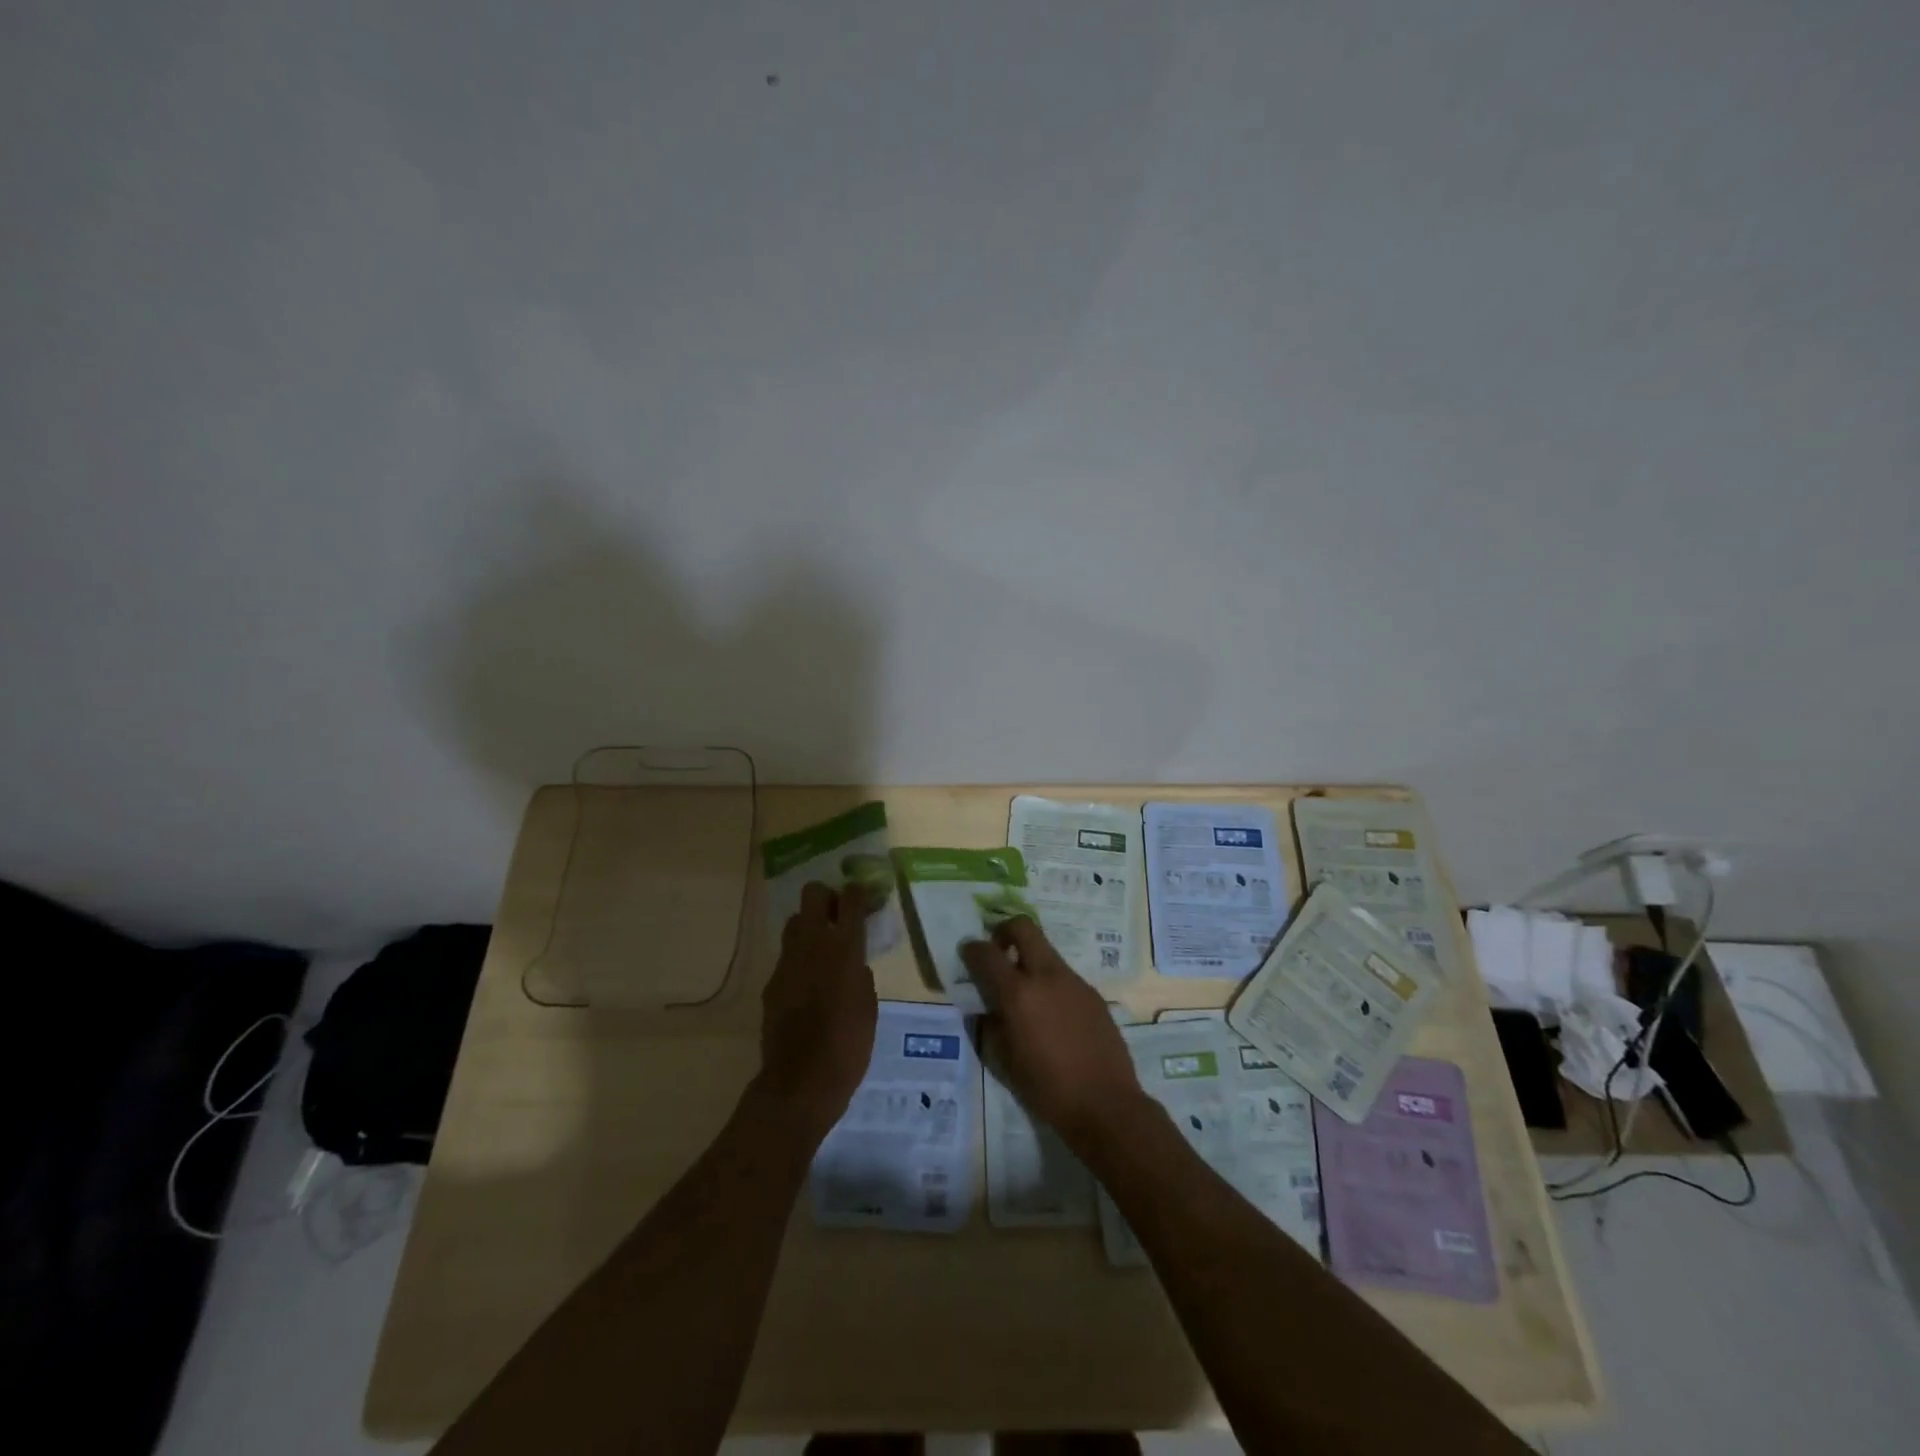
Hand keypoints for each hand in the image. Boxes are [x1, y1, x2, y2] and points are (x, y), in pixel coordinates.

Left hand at [756, 882, 877, 1137]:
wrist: (801, 1081)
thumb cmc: (849, 1045)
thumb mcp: (869, 1005)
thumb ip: (860, 973)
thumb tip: (852, 963)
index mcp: (845, 948)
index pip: (851, 899)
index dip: (858, 892)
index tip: (864, 896)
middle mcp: (813, 944)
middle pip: (813, 894)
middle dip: (827, 897)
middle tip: (839, 915)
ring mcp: (787, 961)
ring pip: (795, 922)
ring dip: (810, 926)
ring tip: (822, 950)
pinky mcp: (771, 982)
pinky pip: (787, 957)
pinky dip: (799, 961)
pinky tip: (808, 986)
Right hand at [961, 917, 1146, 1148]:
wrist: (1106, 1105)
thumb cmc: (1047, 1089)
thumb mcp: (1004, 1062)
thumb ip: (991, 1026)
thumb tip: (986, 1009)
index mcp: (1018, 994)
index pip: (987, 954)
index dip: (972, 948)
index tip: (967, 951)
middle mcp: (1046, 976)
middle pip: (1024, 928)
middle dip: (1005, 931)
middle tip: (998, 951)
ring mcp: (1074, 982)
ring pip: (1047, 951)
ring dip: (1030, 960)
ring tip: (1026, 994)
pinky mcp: (1093, 994)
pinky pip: (1064, 976)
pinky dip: (1050, 983)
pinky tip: (1052, 1015)